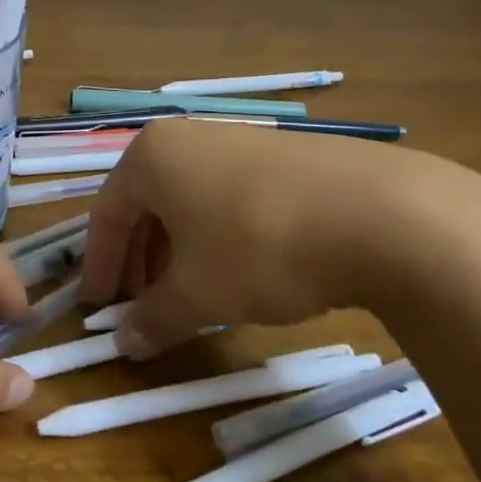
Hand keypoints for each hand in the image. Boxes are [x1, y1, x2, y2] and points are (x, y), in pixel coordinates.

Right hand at [79, 117, 465, 357]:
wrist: (383, 215)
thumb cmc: (259, 247)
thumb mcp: (199, 294)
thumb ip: (154, 318)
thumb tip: (124, 343)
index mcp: (152, 156)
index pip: (107, 213)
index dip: (100, 265)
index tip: (98, 307)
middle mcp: (188, 138)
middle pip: (146, 204)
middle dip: (139, 259)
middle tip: (140, 305)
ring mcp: (239, 141)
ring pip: (188, 201)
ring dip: (176, 251)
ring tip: (186, 294)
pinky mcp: (282, 156)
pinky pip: (227, 197)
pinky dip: (216, 236)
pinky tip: (237, 272)